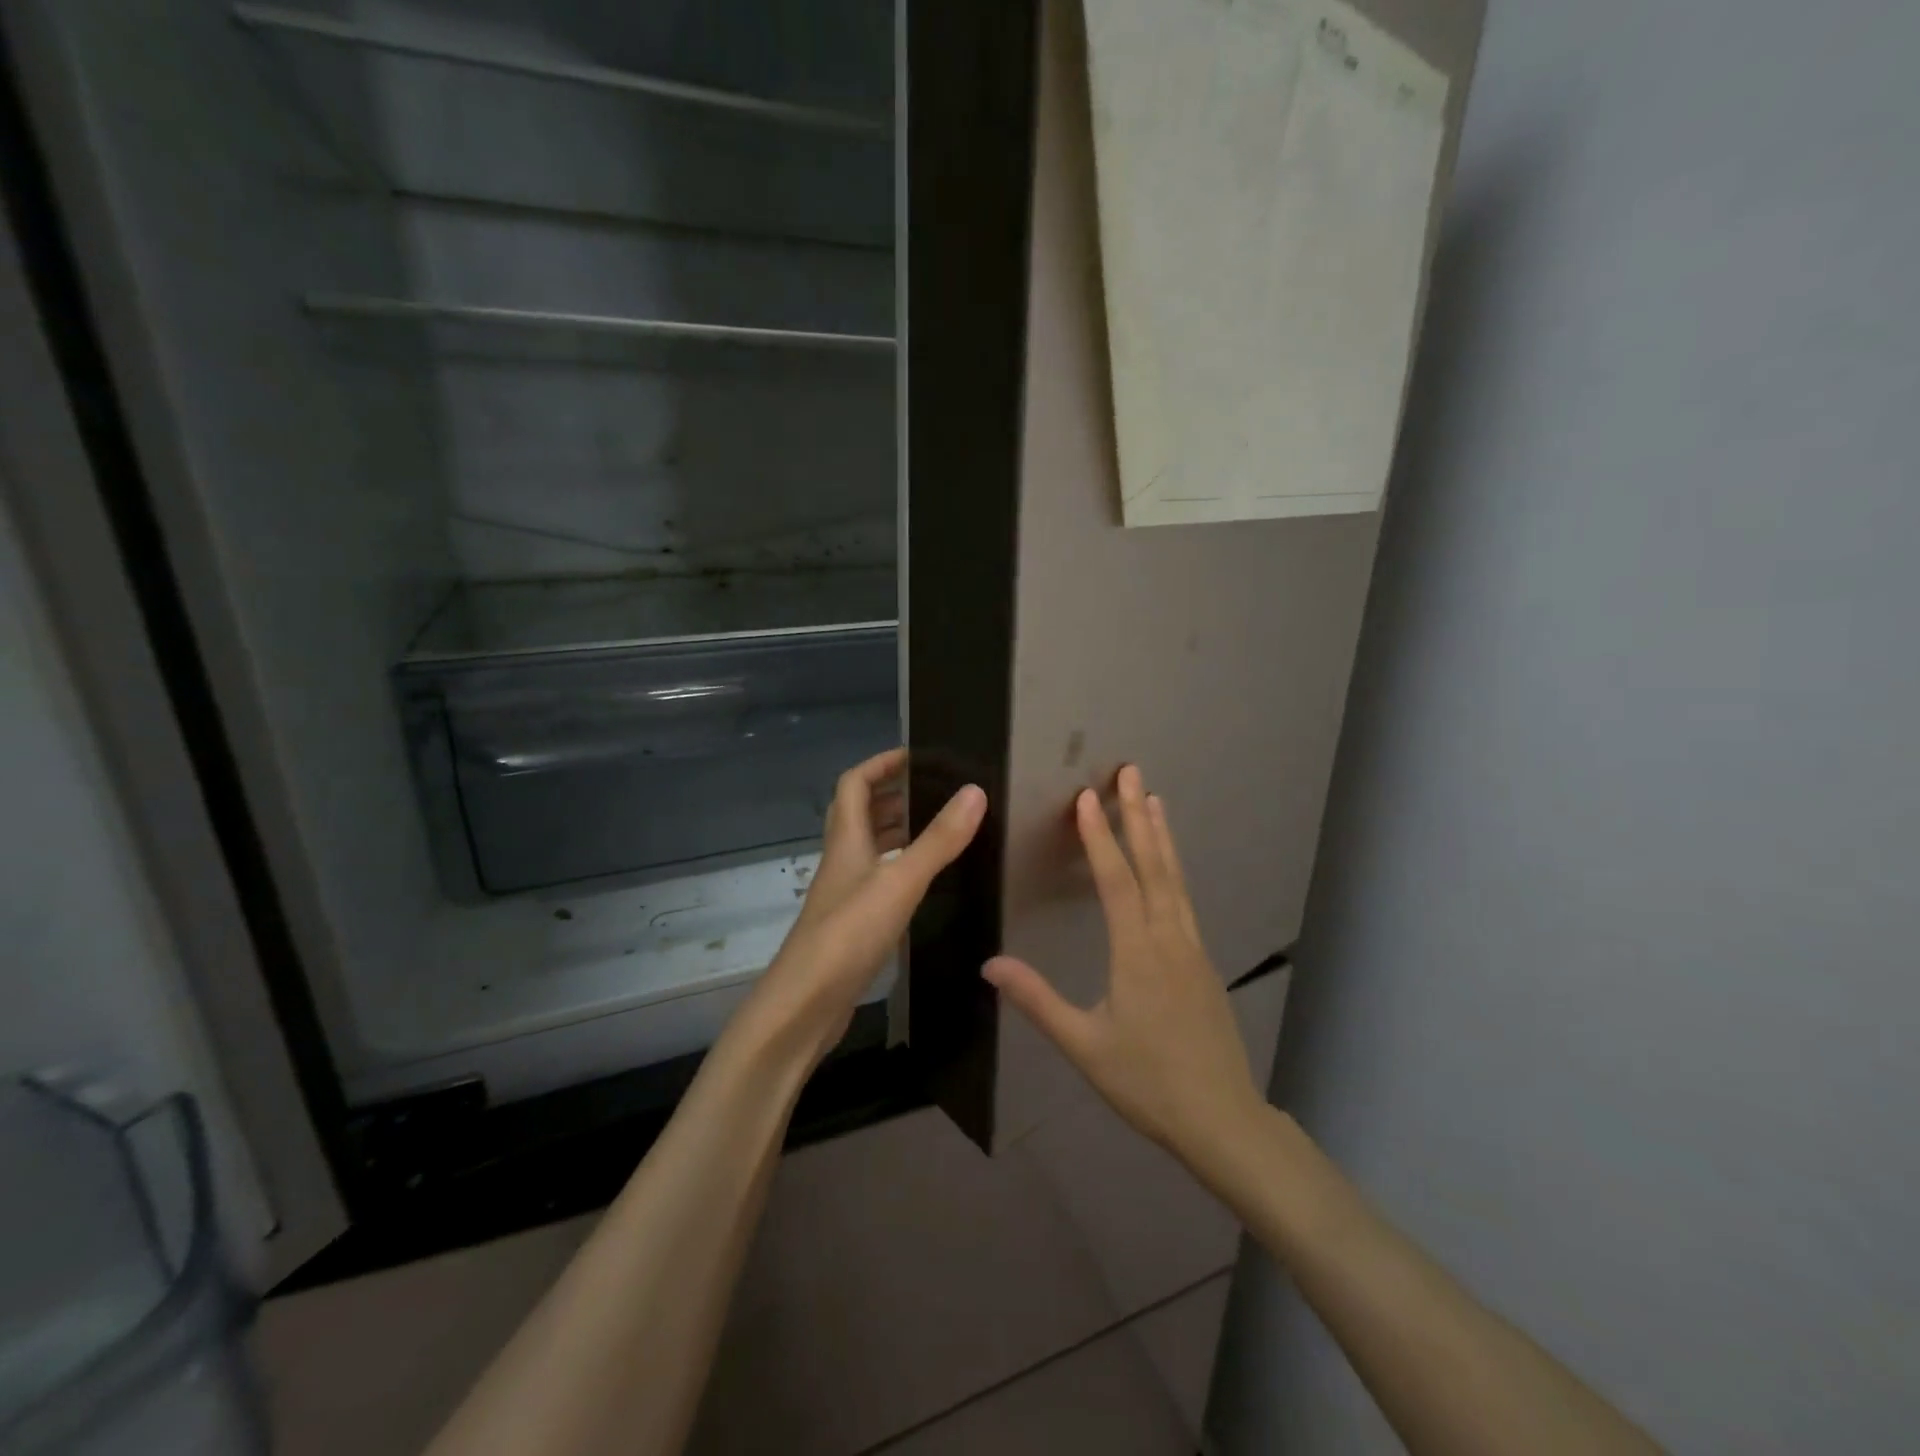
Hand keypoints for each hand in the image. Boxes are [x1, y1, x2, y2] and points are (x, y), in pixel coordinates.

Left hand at [745, 748, 986, 1066]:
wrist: (804, 1007)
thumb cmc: (847, 935)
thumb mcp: (899, 882)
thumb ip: (938, 840)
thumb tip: (974, 791)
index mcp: (846, 841)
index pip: (854, 784)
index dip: (880, 764)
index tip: (917, 755)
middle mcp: (842, 861)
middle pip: (860, 814)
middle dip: (894, 795)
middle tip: (937, 791)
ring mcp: (845, 895)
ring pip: (870, 849)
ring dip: (898, 831)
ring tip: (939, 828)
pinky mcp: (852, 925)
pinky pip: (878, 881)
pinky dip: (900, 870)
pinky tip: (926, 883)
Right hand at [983, 765, 1262, 1162]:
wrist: (1222, 1119)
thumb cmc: (1147, 1082)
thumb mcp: (1084, 1045)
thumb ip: (1038, 1001)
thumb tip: (990, 965)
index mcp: (1138, 953)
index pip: (1116, 880)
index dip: (1100, 836)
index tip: (1088, 796)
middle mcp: (1169, 939)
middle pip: (1154, 866)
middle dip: (1140, 816)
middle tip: (1132, 772)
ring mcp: (1192, 949)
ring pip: (1175, 880)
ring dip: (1162, 837)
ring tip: (1155, 800)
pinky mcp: (1203, 964)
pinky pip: (1184, 901)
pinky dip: (1173, 870)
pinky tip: (1168, 868)